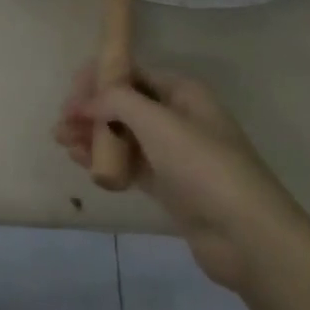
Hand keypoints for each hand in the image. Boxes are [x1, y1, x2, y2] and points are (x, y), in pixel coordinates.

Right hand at [55, 65, 309, 291]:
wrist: (248, 236)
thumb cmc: (203, 166)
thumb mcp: (157, 121)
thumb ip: (116, 101)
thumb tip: (85, 103)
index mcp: (182, 92)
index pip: (131, 73)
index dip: (99, 80)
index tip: (71, 96)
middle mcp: (178, 116)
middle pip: (124, 104)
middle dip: (91, 110)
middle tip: (61, 125)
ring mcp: (174, 153)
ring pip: (124, 135)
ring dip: (93, 136)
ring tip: (62, 143)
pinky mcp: (170, 186)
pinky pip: (130, 164)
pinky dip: (107, 160)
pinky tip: (82, 164)